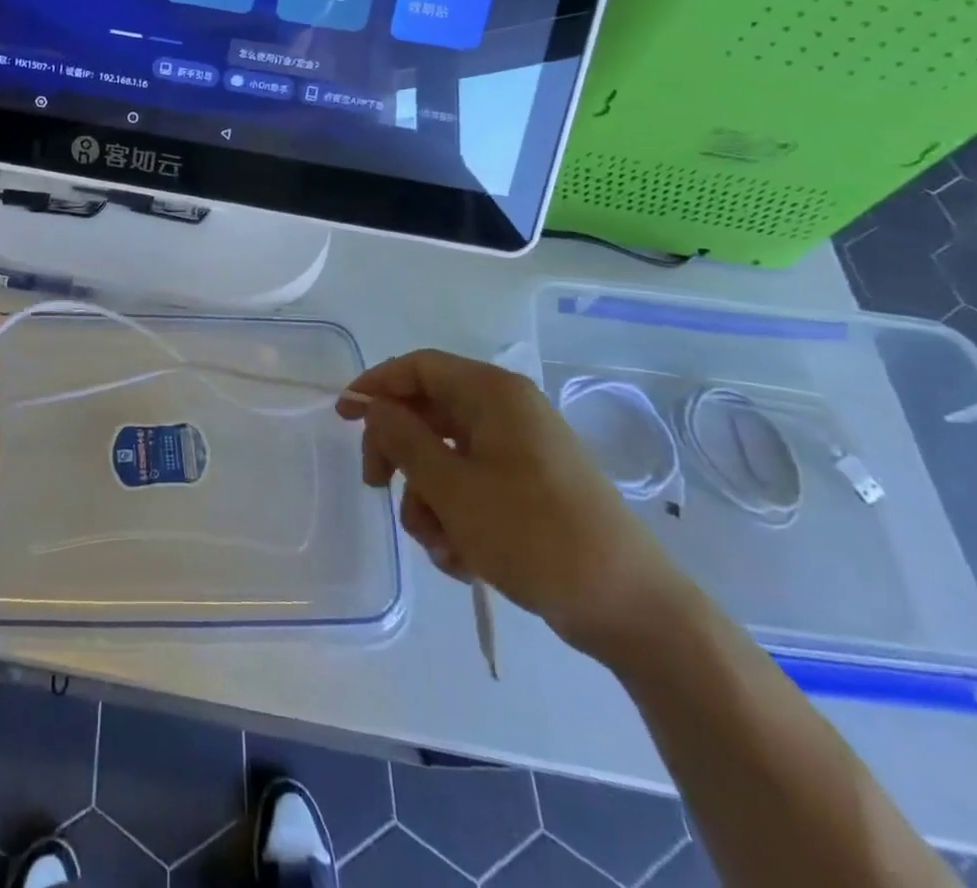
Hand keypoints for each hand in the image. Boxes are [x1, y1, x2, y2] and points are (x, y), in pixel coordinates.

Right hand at [339, 350, 689, 660]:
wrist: (632, 609)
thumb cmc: (535, 535)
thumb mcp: (453, 489)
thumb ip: (403, 440)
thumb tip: (374, 407)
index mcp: (492, 394)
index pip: (418, 367)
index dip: (376, 385)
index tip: (343, 416)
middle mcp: (506, 412)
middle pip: (428, 413)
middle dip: (400, 455)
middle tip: (377, 488)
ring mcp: (520, 451)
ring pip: (445, 457)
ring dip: (429, 500)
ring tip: (440, 546)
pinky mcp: (529, 487)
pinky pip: (472, 486)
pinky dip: (457, 517)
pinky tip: (464, 559)